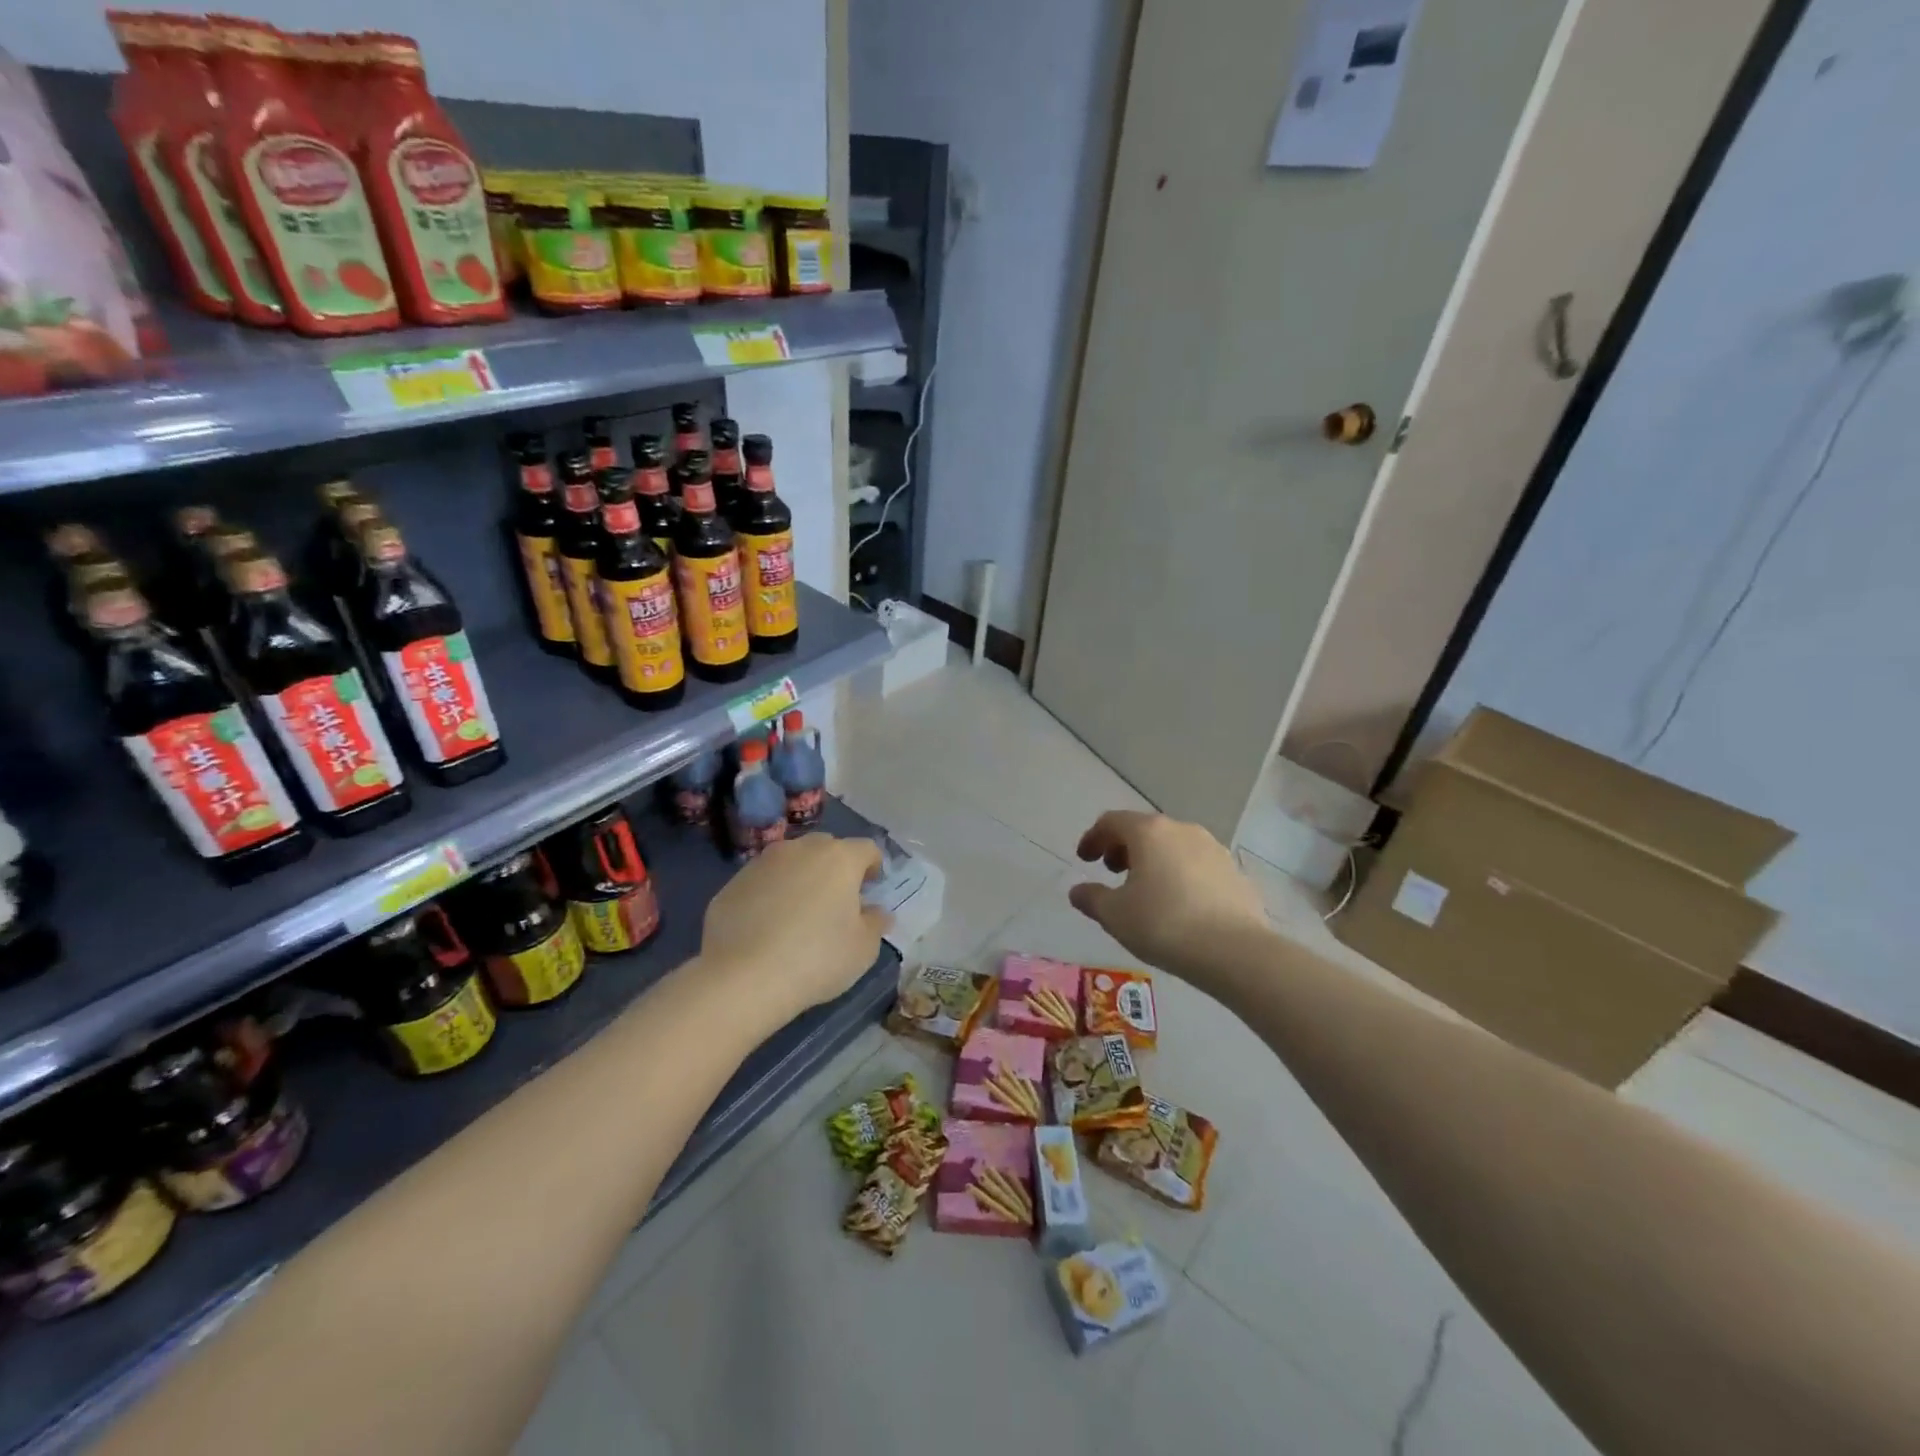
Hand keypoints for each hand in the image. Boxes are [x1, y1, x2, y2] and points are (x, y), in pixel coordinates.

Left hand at [699, 834, 889, 1022]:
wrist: (743, 978)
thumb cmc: (816, 958)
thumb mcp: (863, 948)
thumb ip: (875, 922)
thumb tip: (875, 911)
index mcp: (839, 858)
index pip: (866, 849)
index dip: (873, 867)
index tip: (871, 889)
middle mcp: (801, 849)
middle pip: (827, 848)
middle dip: (835, 868)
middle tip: (836, 901)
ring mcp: (762, 863)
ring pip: (791, 861)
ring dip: (800, 878)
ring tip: (798, 914)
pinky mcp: (733, 883)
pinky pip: (763, 882)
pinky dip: (770, 895)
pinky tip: (767, 927)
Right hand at [1068, 811, 1268, 982]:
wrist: (1235, 951)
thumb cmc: (1163, 924)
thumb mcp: (1114, 915)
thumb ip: (1091, 898)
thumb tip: (1078, 891)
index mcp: (1149, 832)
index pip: (1112, 822)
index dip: (1093, 838)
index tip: (1084, 859)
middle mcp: (1182, 830)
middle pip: (1144, 829)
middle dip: (1123, 847)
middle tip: (1112, 872)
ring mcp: (1213, 848)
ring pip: (1173, 845)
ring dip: (1153, 860)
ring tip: (1145, 889)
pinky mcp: (1234, 871)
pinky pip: (1196, 865)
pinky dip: (1179, 874)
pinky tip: (1179, 903)